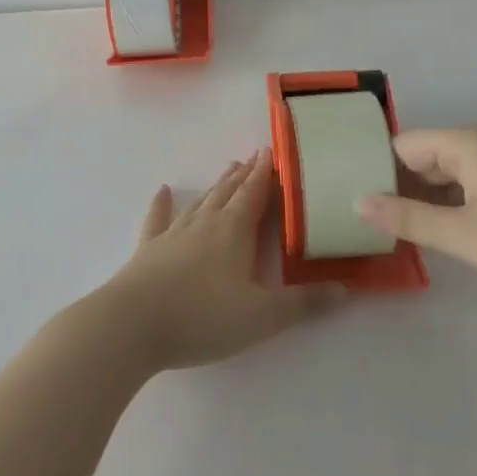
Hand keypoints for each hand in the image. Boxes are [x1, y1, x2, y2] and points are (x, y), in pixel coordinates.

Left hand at [96, 149, 344, 371]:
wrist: (132, 324)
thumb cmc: (202, 317)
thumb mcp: (262, 317)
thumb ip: (303, 304)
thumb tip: (343, 288)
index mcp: (233, 232)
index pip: (255, 194)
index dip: (266, 174)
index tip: (273, 151)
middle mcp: (204, 224)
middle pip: (228, 193)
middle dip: (244, 175)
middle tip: (254, 157)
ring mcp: (173, 235)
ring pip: (200, 202)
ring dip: (215, 186)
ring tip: (227, 170)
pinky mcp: (148, 250)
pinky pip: (157, 219)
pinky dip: (161, 204)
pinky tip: (162, 191)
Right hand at [355, 125, 476, 311]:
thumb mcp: (466, 238)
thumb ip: (407, 219)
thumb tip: (358, 201)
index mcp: (471, 142)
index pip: (404, 146)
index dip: (378, 174)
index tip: (359, 206)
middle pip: (427, 156)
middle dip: (402, 187)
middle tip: (376, 227)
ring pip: (453, 172)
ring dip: (431, 200)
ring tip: (406, 234)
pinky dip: (459, 204)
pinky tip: (453, 234)